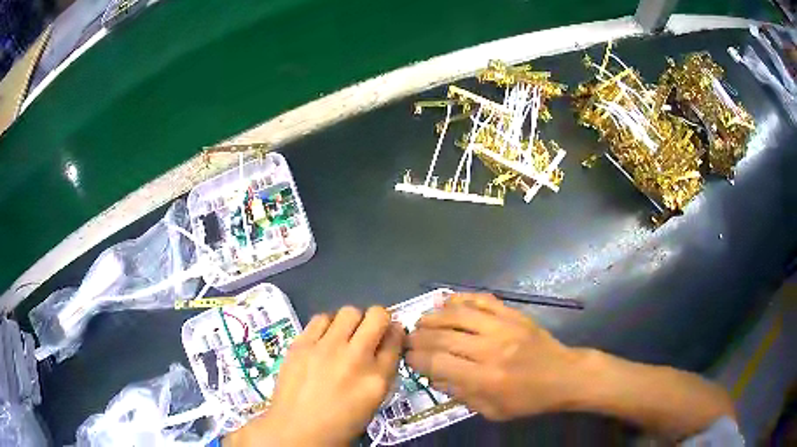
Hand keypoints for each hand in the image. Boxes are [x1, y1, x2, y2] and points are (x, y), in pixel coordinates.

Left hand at [229, 306, 403, 446]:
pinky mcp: (301, 344)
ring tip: (343, 336)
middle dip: (378, 320)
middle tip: (368, 332)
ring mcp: (326, 348)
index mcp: (377, 379)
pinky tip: (322, 340)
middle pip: (377, 316)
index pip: (396, 339)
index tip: (389, 335)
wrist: (296, 430)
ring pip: (349, 311)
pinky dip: (327, 325)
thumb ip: (382, 371)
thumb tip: (385, 344)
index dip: (394, 333)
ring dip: (351, 322)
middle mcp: (355, 358)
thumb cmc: (339, 423)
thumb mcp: (373, 402)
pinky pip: (321, 318)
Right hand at [406, 293, 582, 420]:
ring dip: (433, 316)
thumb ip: (460, 394)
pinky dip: (460, 298)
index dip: (416, 358)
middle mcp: (490, 350)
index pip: (437, 363)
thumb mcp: (492, 410)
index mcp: (485, 379)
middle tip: (408, 338)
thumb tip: (433, 375)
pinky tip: (446, 302)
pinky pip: (481, 300)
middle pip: (442, 337)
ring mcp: (503, 327)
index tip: (407, 357)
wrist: (564, 376)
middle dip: (418, 337)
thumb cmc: (528, 400)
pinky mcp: (513, 314)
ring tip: (422, 321)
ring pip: (457, 314)